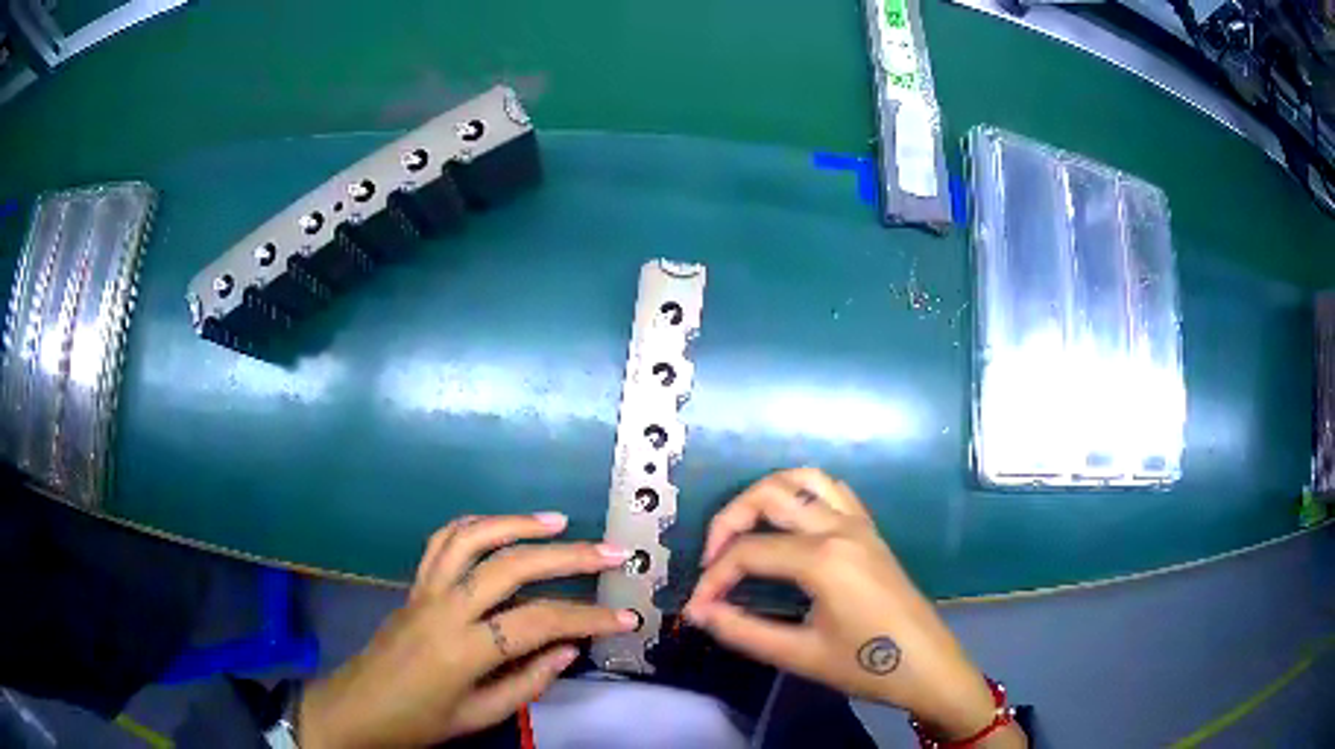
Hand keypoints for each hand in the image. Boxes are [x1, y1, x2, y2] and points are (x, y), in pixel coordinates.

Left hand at [298, 513, 638, 748]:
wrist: (358, 709)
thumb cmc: (419, 721)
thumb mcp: (480, 716)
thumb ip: (529, 682)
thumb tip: (571, 649)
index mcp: (464, 649)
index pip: (539, 622)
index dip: (588, 618)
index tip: (627, 617)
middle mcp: (445, 607)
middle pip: (512, 566)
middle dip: (569, 557)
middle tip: (612, 553)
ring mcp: (425, 589)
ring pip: (474, 538)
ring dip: (519, 523)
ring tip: (560, 522)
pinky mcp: (414, 584)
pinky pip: (443, 541)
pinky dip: (475, 525)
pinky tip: (500, 526)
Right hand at [684, 469, 1001, 740]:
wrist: (927, 667)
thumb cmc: (866, 666)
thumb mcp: (799, 655)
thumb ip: (743, 631)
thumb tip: (700, 612)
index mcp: (822, 559)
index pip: (748, 552)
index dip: (713, 578)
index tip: (698, 608)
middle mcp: (839, 527)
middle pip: (769, 495)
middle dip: (728, 520)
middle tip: (711, 560)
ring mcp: (859, 524)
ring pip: (802, 479)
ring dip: (764, 495)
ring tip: (743, 530)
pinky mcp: (870, 530)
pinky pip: (832, 490)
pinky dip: (801, 493)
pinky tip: (788, 523)